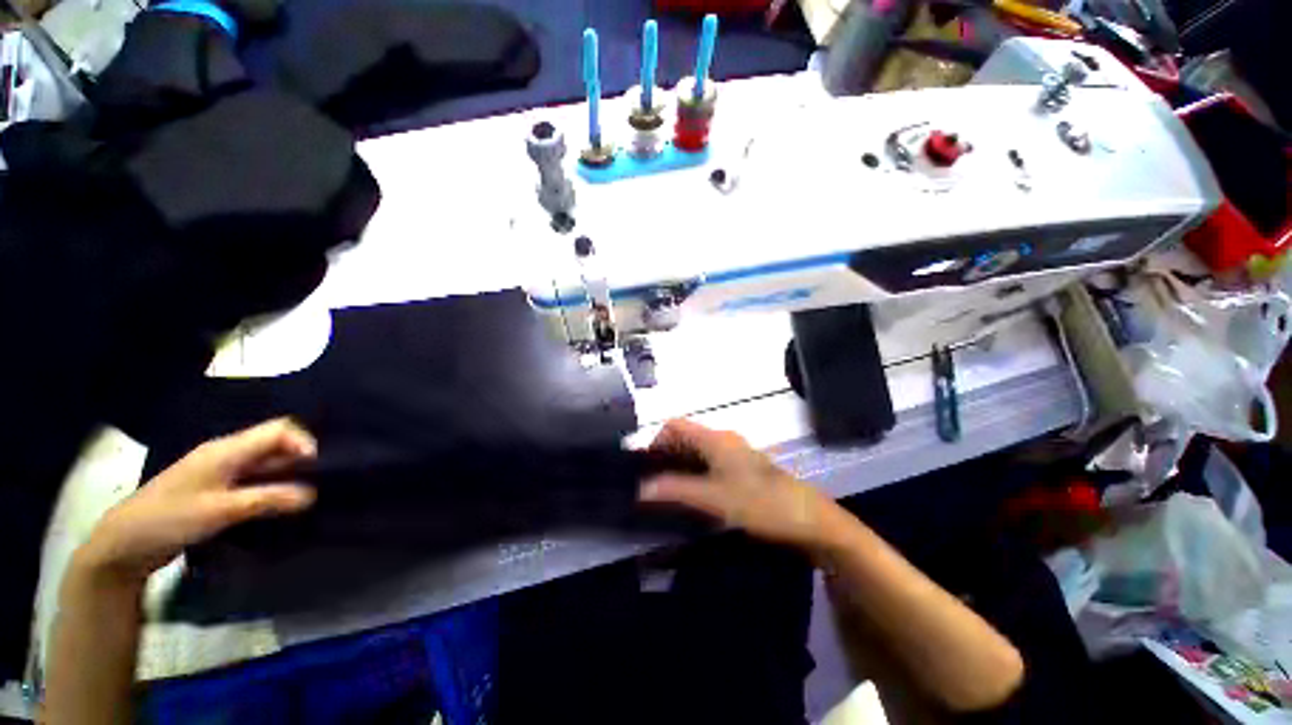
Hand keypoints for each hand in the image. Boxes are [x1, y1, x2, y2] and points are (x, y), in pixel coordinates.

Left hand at [77, 419, 317, 584]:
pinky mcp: (215, 491)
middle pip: (274, 444)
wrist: (122, 546)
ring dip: (286, 476)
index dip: (304, 442)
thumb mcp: (219, 511)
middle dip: (299, 460)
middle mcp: (226, 454)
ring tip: (304, 497)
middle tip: (317, 484)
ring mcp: (219, 473)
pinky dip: (271, 488)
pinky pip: (253, 481)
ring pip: (265, 464)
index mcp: (226, 450)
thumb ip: (266, 499)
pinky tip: (278, 505)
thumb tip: (313, 493)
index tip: (317, 468)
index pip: (279, 429)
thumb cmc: (168, 520)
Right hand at [640, 419, 839, 549]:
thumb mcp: (713, 498)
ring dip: (679, 465)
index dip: (656, 440)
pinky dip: (694, 472)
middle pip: (684, 436)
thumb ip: (676, 490)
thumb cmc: (760, 503)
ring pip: (696, 450)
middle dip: (665, 455)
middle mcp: (723, 439)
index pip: (674, 424)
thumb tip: (641, 488)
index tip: (646, 467)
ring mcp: (734, 453)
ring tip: (666, 491)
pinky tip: (692, 494)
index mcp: (715, 438)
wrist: (808, 519)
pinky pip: (709, 462)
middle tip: (652, 483)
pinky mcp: (742, 467)